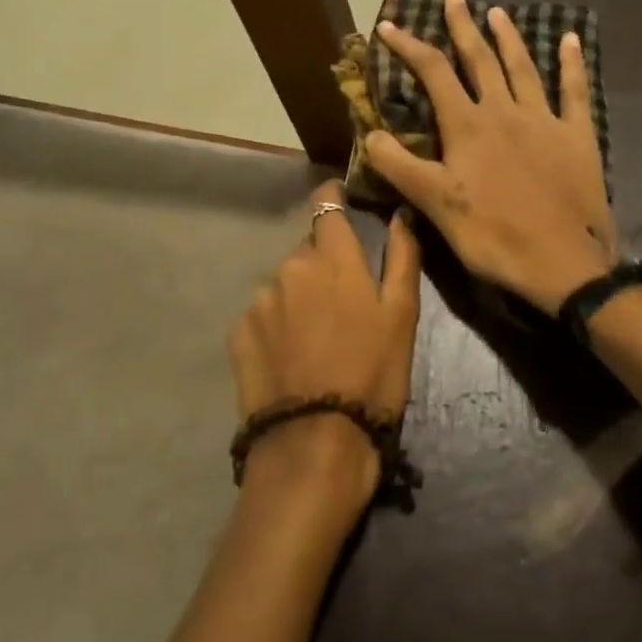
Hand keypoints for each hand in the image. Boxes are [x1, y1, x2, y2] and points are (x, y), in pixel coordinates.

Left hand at [229, 181, 421, 516]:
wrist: (316, 442)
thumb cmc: (373, 375)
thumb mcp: (403, 316)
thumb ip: (403, 257)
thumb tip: (401, 214)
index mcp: (332, 258)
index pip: (326, 205)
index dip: (333, 199)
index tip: (340, 202)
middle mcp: (289, 267)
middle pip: (306, 251)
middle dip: (321, 265)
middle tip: (341, 303)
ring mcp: (259, 300)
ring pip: (283, 284)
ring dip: (297, 298)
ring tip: (315, 339)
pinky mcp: (238, 333)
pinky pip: (261, 316)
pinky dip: (275, 327)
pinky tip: (290, 358)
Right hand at [365, 0, 616, 314]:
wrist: (565, 263)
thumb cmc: (493, 235)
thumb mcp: (436, 205)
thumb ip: (400, 167)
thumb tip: (370, 135)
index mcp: (468, 126)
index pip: (433, 73)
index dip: (409, 46)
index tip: (389, 25)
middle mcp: (505, 111)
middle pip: (480, 59)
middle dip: (463, 27)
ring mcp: (545, 120)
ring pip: (523, 68)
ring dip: (508, 38)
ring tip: (497, 12)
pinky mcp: (578, 137)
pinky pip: (576, 92)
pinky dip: (573, 64)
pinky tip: (571, 40)